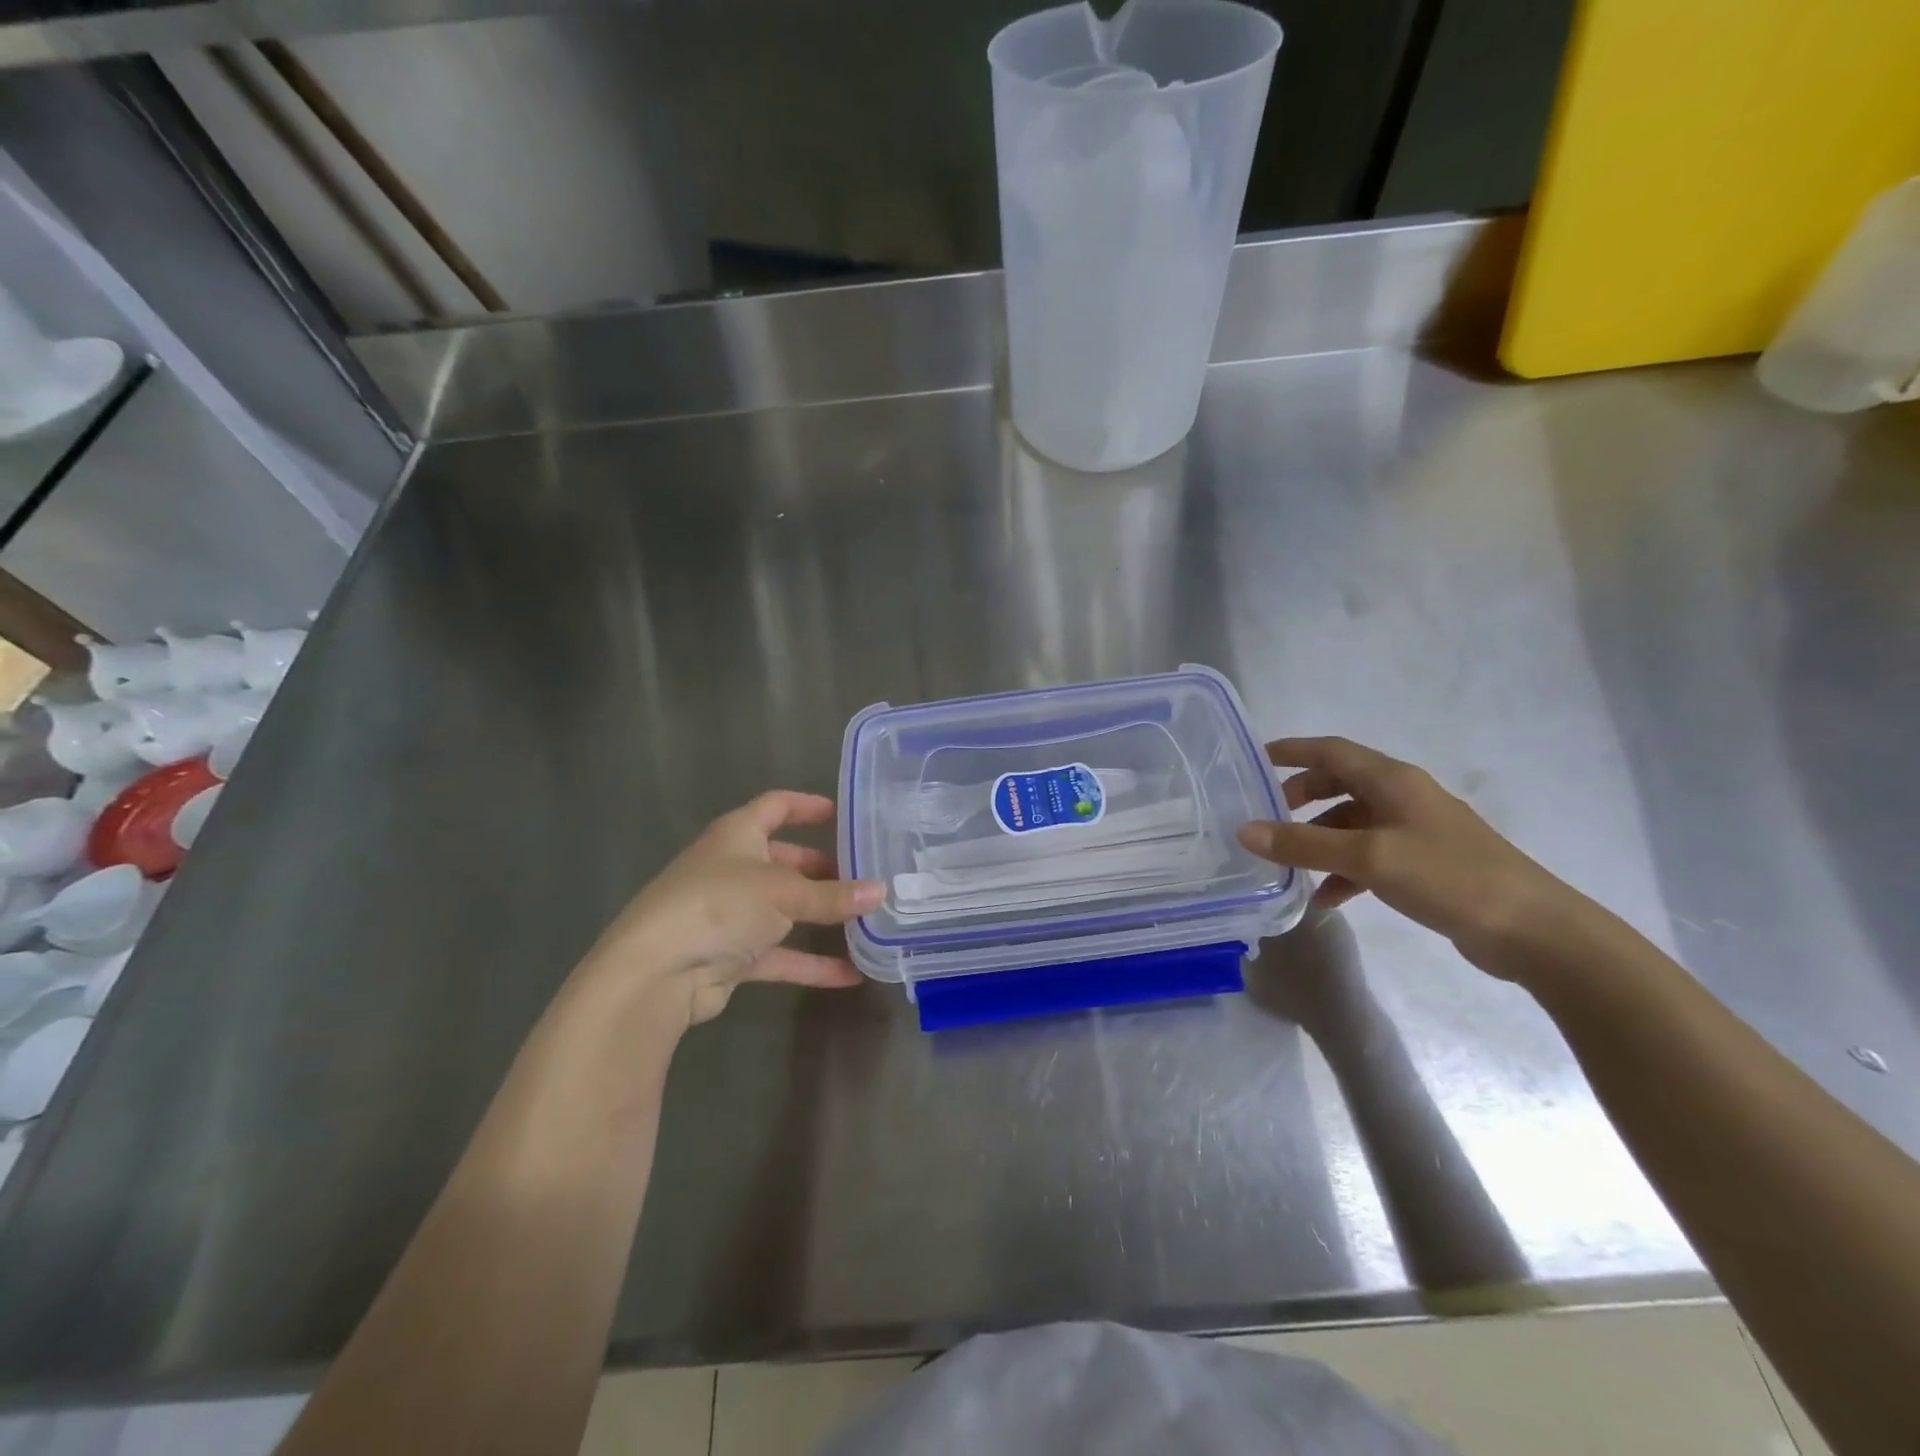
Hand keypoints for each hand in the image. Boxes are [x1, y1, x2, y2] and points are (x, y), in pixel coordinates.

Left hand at [577, 791, 882, 1029]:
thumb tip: (881, 891)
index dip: (807, 806)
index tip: (843, 813)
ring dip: (819, 915)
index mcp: (737, 835)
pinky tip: (850, 974)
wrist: (657, 972)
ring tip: (863, 919)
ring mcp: (729, 914)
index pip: (775, 806)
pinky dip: (811, 962)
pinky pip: (780, 954)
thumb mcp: (784, 892)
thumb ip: (832, 895)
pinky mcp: (730, 955)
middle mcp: (731, 868)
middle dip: (820, 867)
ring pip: (783, 909)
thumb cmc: (719, 905)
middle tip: (861, 873)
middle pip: (782, 859)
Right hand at [1236, 737, 1594, 976]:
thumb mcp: (1368, 857)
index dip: (1292, 751)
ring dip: (1320, 841)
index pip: (1331, 750)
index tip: (1254, 759)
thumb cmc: (1448, 877)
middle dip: (1301, 797)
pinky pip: (1371, 857)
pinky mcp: (1426, 864)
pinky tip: (1328, 899)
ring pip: (1352, 824)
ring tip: (1289, 866)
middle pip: (1340, 784)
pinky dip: (1344, 871)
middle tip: (1268, 816)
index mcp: (1392, 781)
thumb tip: (1245, 830)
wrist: (1533, 930)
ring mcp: (1417, 831)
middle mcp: (1404, 797)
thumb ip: (1304, 844)